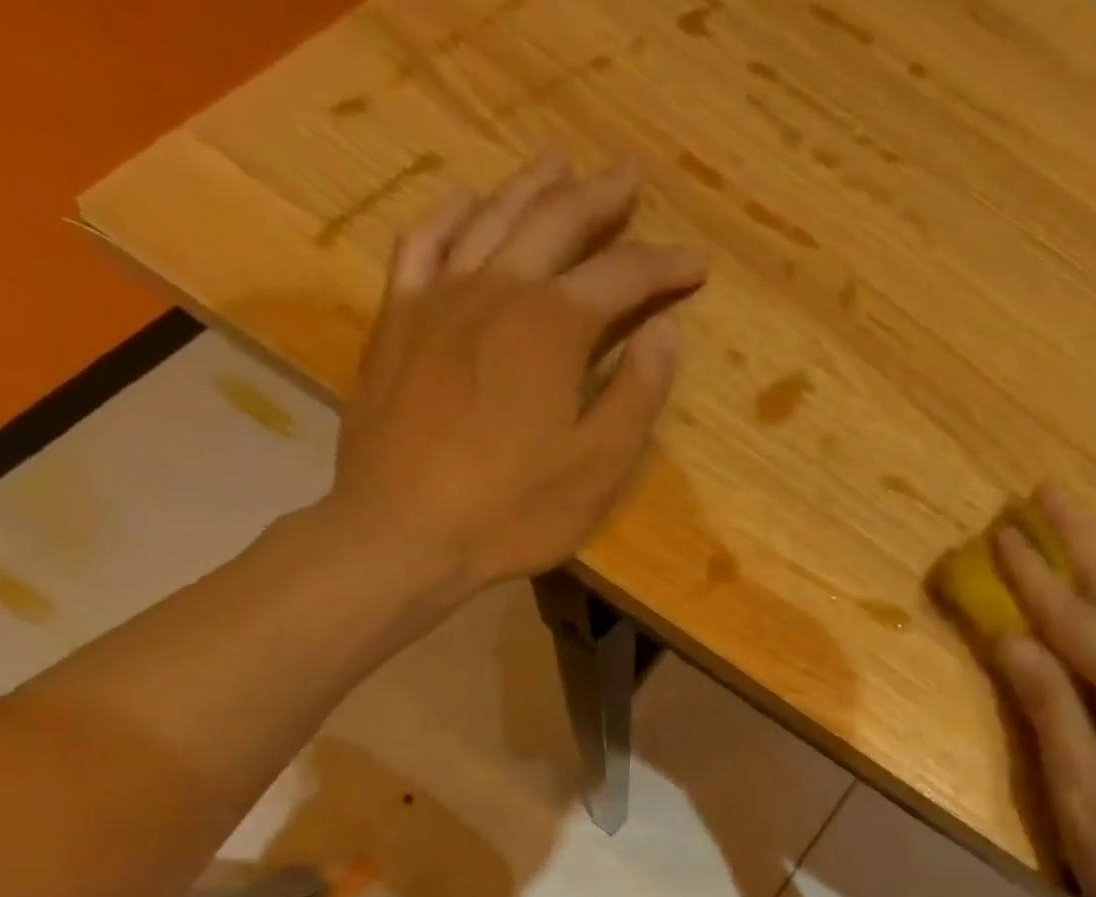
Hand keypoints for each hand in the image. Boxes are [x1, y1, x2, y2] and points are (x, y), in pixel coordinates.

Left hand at [330, 151, 707, 609]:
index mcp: (551, 328)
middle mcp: (495, 292)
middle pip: (553, 223)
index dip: (663, 267)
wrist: (403, 533)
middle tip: (630, 179)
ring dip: (531, 188)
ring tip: (560, 164)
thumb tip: (666, 329)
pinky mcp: (398, 323)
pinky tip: (465, 203)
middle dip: (599, 199)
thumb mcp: (598, 466)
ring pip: (490, 219)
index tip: (697, 266)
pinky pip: (422, 245)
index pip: (620, 276)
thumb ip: (637, 393)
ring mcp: (437, 300)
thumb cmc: (513, 510)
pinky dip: (450, 215)